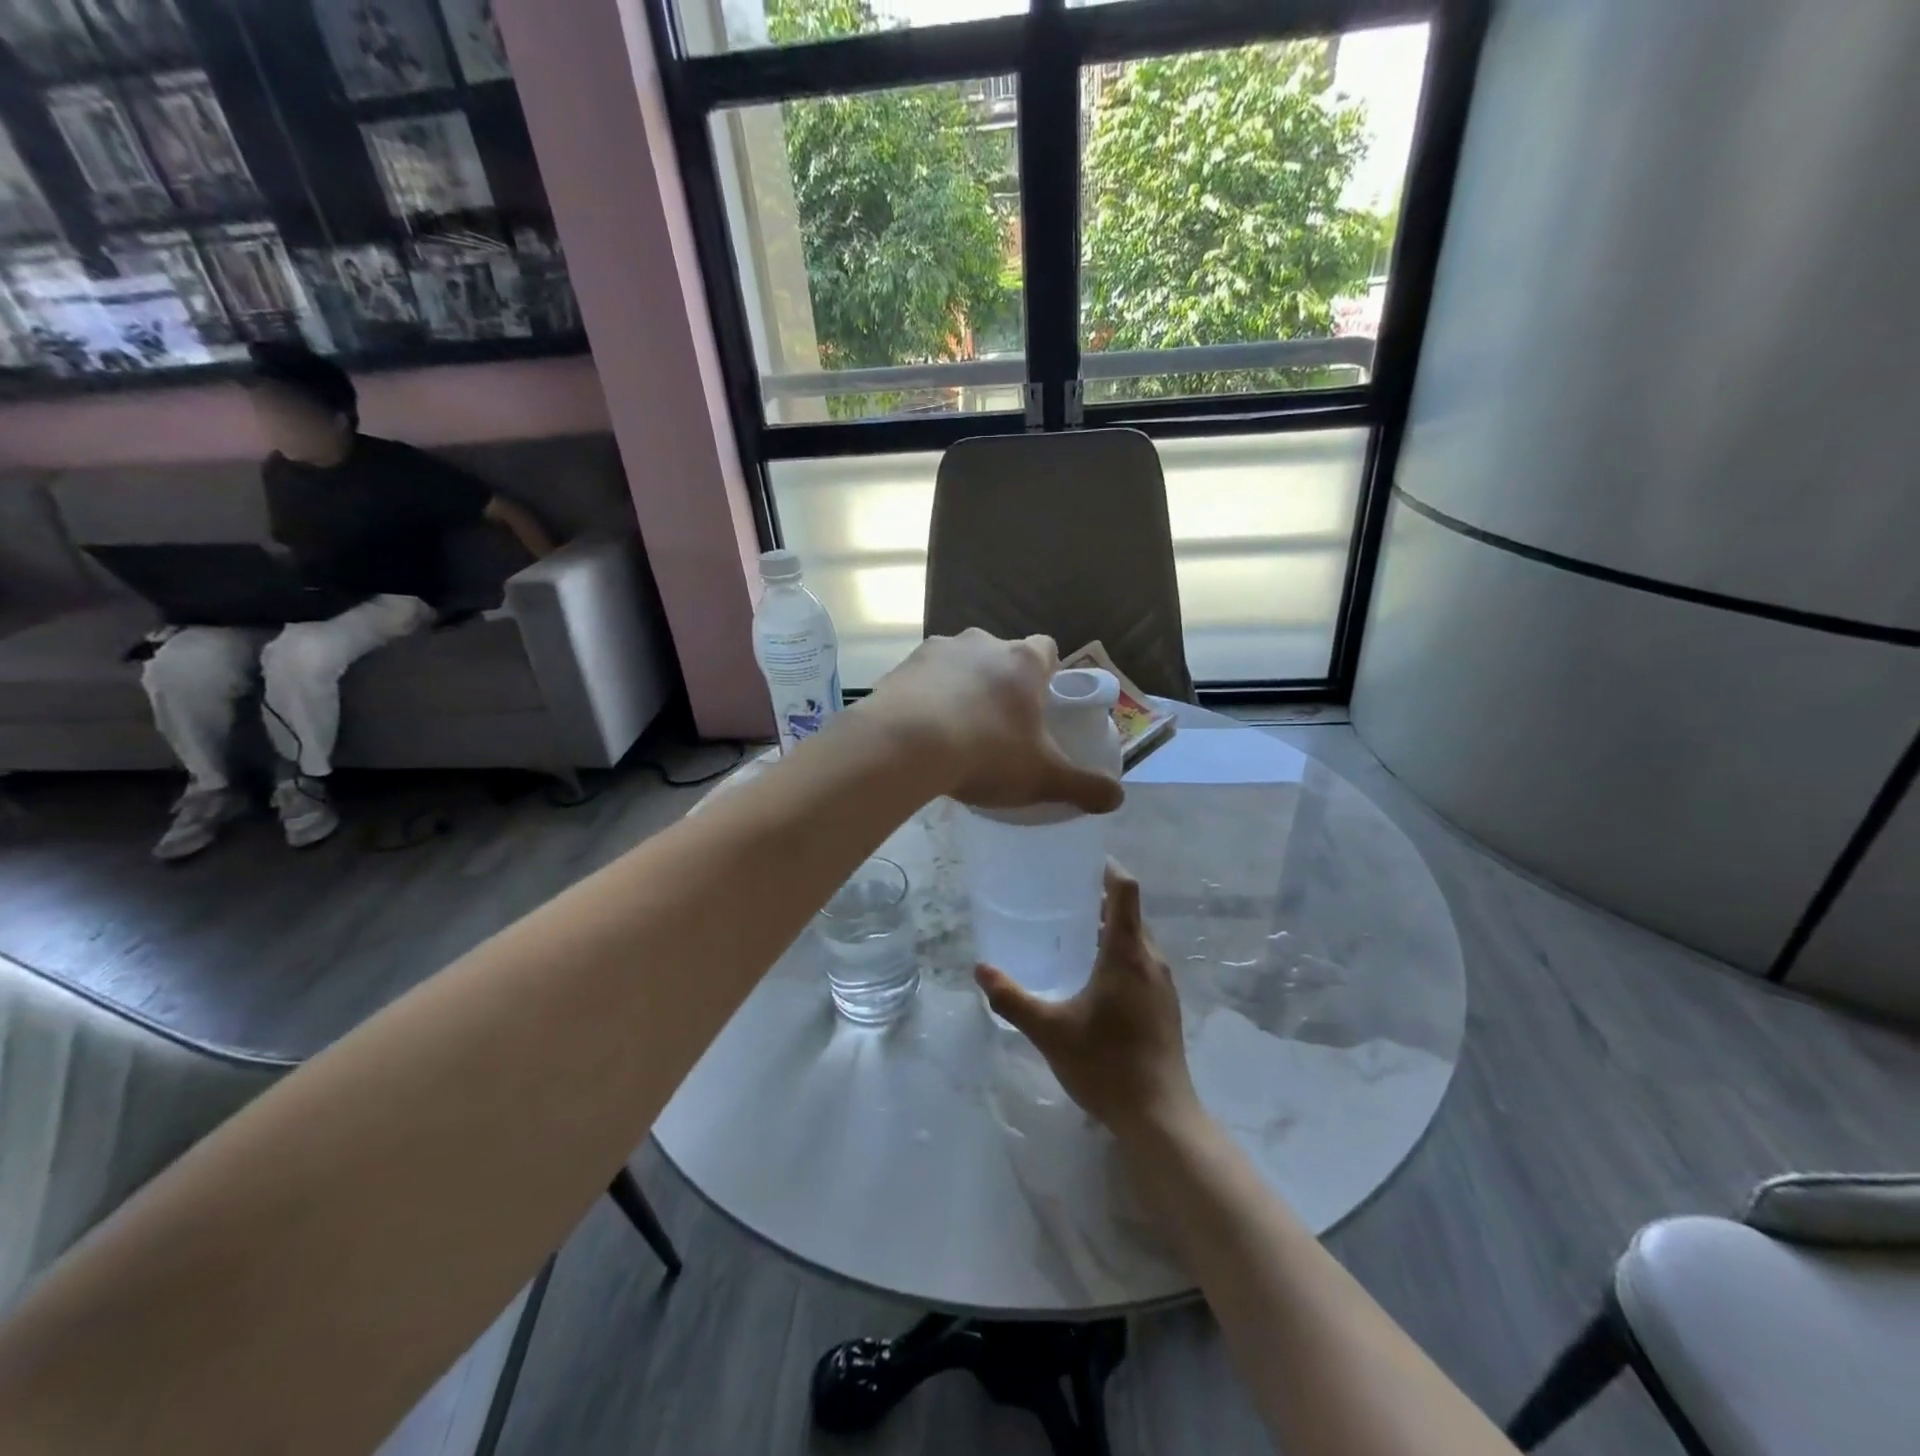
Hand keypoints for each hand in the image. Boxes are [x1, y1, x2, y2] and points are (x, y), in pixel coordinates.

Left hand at [868, 629, 1122, 814]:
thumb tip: (1118, 799)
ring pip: (959, 664)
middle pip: (1001, 656)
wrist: (904, 746)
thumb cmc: (986, 753)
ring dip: (962, 687)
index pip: (1046, 650)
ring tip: (955, 730)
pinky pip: (923, 679)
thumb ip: (1083, 786)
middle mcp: (982, 643)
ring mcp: (938, 650)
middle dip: (1002, 683)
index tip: (1041, 704)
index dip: (1047, 675)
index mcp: (1023, 661)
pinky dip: (926, 697)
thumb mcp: (1042, 777)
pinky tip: (922, 731)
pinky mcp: (902, 666)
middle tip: (999, 724)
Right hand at [976, 860, 1199, 1141]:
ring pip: (1136, 940)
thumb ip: (1012, 999)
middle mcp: (1151, 961)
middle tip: (1058, 897)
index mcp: (1128, 954)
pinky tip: (1090, 979)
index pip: (1125, 890)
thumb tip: (980, 970)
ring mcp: (1163, 985)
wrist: (1161, 1118)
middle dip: (1098, 900)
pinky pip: (1141, 963)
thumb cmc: (1107, 1065)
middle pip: (1129, 913)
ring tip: (1069, 934)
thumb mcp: (1050, 1031)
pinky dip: (1117, 955)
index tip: (1079, 860)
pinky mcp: (1165, 1007)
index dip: (1106, 868)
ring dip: (1108, 929)